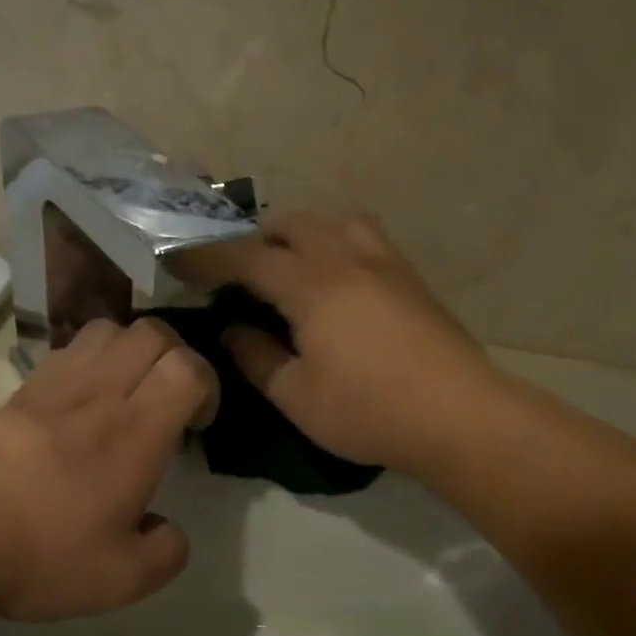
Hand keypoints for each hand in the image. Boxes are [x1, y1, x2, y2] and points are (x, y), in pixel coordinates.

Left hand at [0, 318, 215, 622]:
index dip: (208, 385)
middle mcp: (98, 395)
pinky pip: (64, 354)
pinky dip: (87, 363)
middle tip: (169, 402)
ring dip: (131, 351)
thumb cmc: (38, 556)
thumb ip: (166, 552)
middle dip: (176, 357)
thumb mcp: (122, 580)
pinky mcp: (13, 394)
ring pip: (106, 330)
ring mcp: (50, 388)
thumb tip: (167, 530)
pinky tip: (76, 408)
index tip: (197, 426)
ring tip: (125, 396)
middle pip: (152, 333)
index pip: (188, 367)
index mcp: (134, 434)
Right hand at [175, 213, 503, 472]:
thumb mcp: (296, 396)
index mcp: (311, 285)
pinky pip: (363, 237)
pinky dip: (335, 242)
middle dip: (254, 239)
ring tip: (289, 265)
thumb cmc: (367, 411)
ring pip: (333, 221)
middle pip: (291, 225)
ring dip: (300, 233)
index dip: (207, 257)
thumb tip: (232, 330)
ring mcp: (385, 263)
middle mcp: (346, 258)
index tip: (177, 260)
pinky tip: (337, 278)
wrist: (458, 415)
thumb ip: (256, 358)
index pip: (246, 258)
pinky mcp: (411, 278)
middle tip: (235, 272)